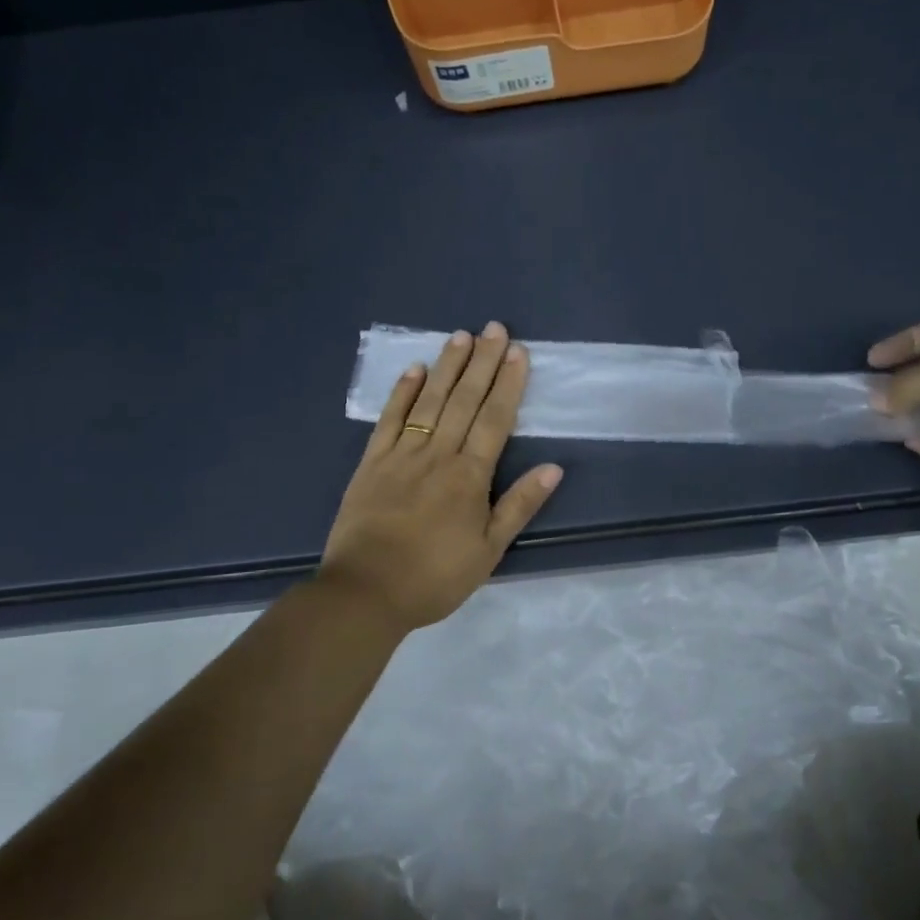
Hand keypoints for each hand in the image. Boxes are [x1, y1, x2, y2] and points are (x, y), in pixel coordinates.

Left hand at [320, 322, 562, 633]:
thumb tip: (553, 468)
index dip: (508, 384)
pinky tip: (415, 369)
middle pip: (464, 400)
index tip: (517, 352)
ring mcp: (401, 455)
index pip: (495, 419)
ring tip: (461, 336)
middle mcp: (438, 454)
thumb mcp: (488, 551)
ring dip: (447, 367)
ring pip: (429, 401)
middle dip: (482, 362)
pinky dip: (402, 392)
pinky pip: (389, 419)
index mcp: (469, 476)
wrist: (366, 592)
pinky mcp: (371, 463)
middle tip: (494, 327)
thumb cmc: (434, 577)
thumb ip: (519, 506)